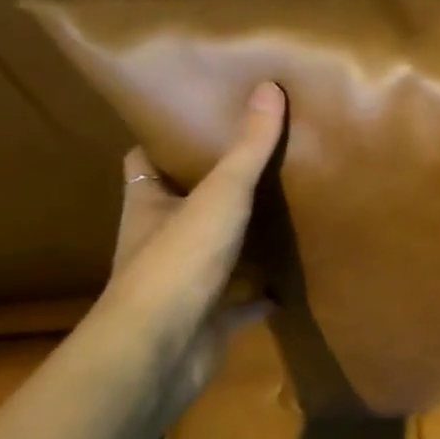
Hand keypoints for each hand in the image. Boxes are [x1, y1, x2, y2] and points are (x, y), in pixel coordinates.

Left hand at [99, 81, 286, 401]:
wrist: (160, 352)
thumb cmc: (178, 261)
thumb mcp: (221, 194)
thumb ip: (248, 147)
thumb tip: (269, 87)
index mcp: (147, 207)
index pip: (144, 163)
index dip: (165, 140)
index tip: (200, 118)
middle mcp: (159, 241)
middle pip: (183, 205)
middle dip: (214, 186)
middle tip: (260, 156)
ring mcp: (185, 283)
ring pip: (215, 251)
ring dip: (242, 238)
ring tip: (287, 207)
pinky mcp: (210, 318)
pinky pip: (244, 299)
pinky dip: (265, 290)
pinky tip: (295, 277)